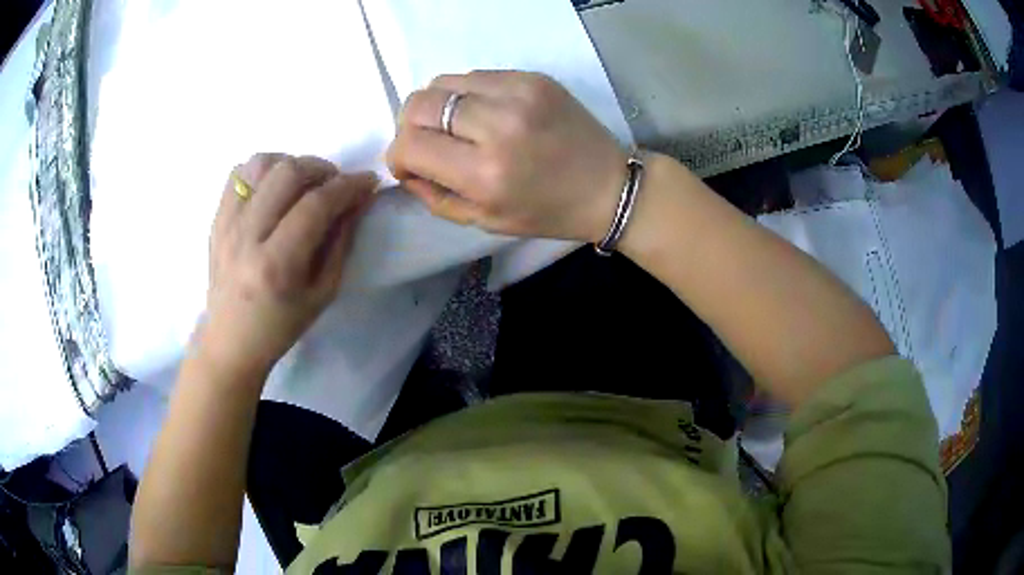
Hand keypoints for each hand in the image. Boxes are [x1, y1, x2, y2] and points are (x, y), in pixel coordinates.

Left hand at [197, 154, 377, 379]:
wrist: (230, 340)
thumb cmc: (280, 325)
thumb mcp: (323, 294)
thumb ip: (341, 242)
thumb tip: (356, 200)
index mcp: (276, 265)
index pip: (316, 205)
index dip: (348, 186)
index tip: (368, 182)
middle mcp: (247, 236)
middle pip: (288, 173)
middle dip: (323, 169)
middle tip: (335, 184)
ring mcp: (227, 223)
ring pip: (262, 163)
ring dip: (292, 164)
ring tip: (304, 182)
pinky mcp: (216, 218)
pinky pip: (240, 172)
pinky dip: (264, 169)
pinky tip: (274, 186)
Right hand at [387, 71, 626, 242]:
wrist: (609, 185)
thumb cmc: (546, 212)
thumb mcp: (483, 221)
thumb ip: (433, 194)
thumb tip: (404, 164)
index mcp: (485, 173)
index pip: (410, 145)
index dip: (398, 155)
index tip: (411, 163)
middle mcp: (498, 125)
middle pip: (418, 104)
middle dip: (411, 126)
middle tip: (430, 142)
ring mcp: (518, 93)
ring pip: (442, 82)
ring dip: (437, 106)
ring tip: (459, 126)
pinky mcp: (532, 76)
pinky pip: (474, 75)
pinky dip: (467, 94)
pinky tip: (485, 112)